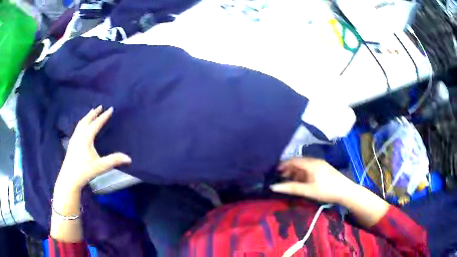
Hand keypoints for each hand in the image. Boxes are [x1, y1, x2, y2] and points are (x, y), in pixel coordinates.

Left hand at [56, 106, 131, 191]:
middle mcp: (79, 135)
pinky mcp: (71, 143)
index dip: (104, 116)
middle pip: (87, 120)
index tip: (110, 109)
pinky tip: (82, 127)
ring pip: (81, 123)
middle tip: (100, 106)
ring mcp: (74, 139)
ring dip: (87, 117)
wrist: (69, 178)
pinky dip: (82, 123)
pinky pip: (77, 128)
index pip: (96, 123)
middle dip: (94, 113)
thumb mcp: (101, 166)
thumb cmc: (85, 171)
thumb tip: (129, 158)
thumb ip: (114, 160)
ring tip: (91, 112)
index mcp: (86, 138)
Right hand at [270, 158, 355, 203]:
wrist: (346, 191)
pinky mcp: (324, 169)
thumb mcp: (308, 190)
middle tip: (281, 177)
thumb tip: (273, 186)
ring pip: (304, 165)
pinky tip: (302, 181)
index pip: (293, 160)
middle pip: (298, 162)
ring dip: (296, 171)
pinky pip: (310, 168)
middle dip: (289, 168)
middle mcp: (315, 161)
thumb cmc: (326, 190)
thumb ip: (291, 188)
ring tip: (289, 180)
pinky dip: (303, 173)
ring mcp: (321, 164)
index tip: (275, 171)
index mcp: (311, 164)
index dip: (283, 164)